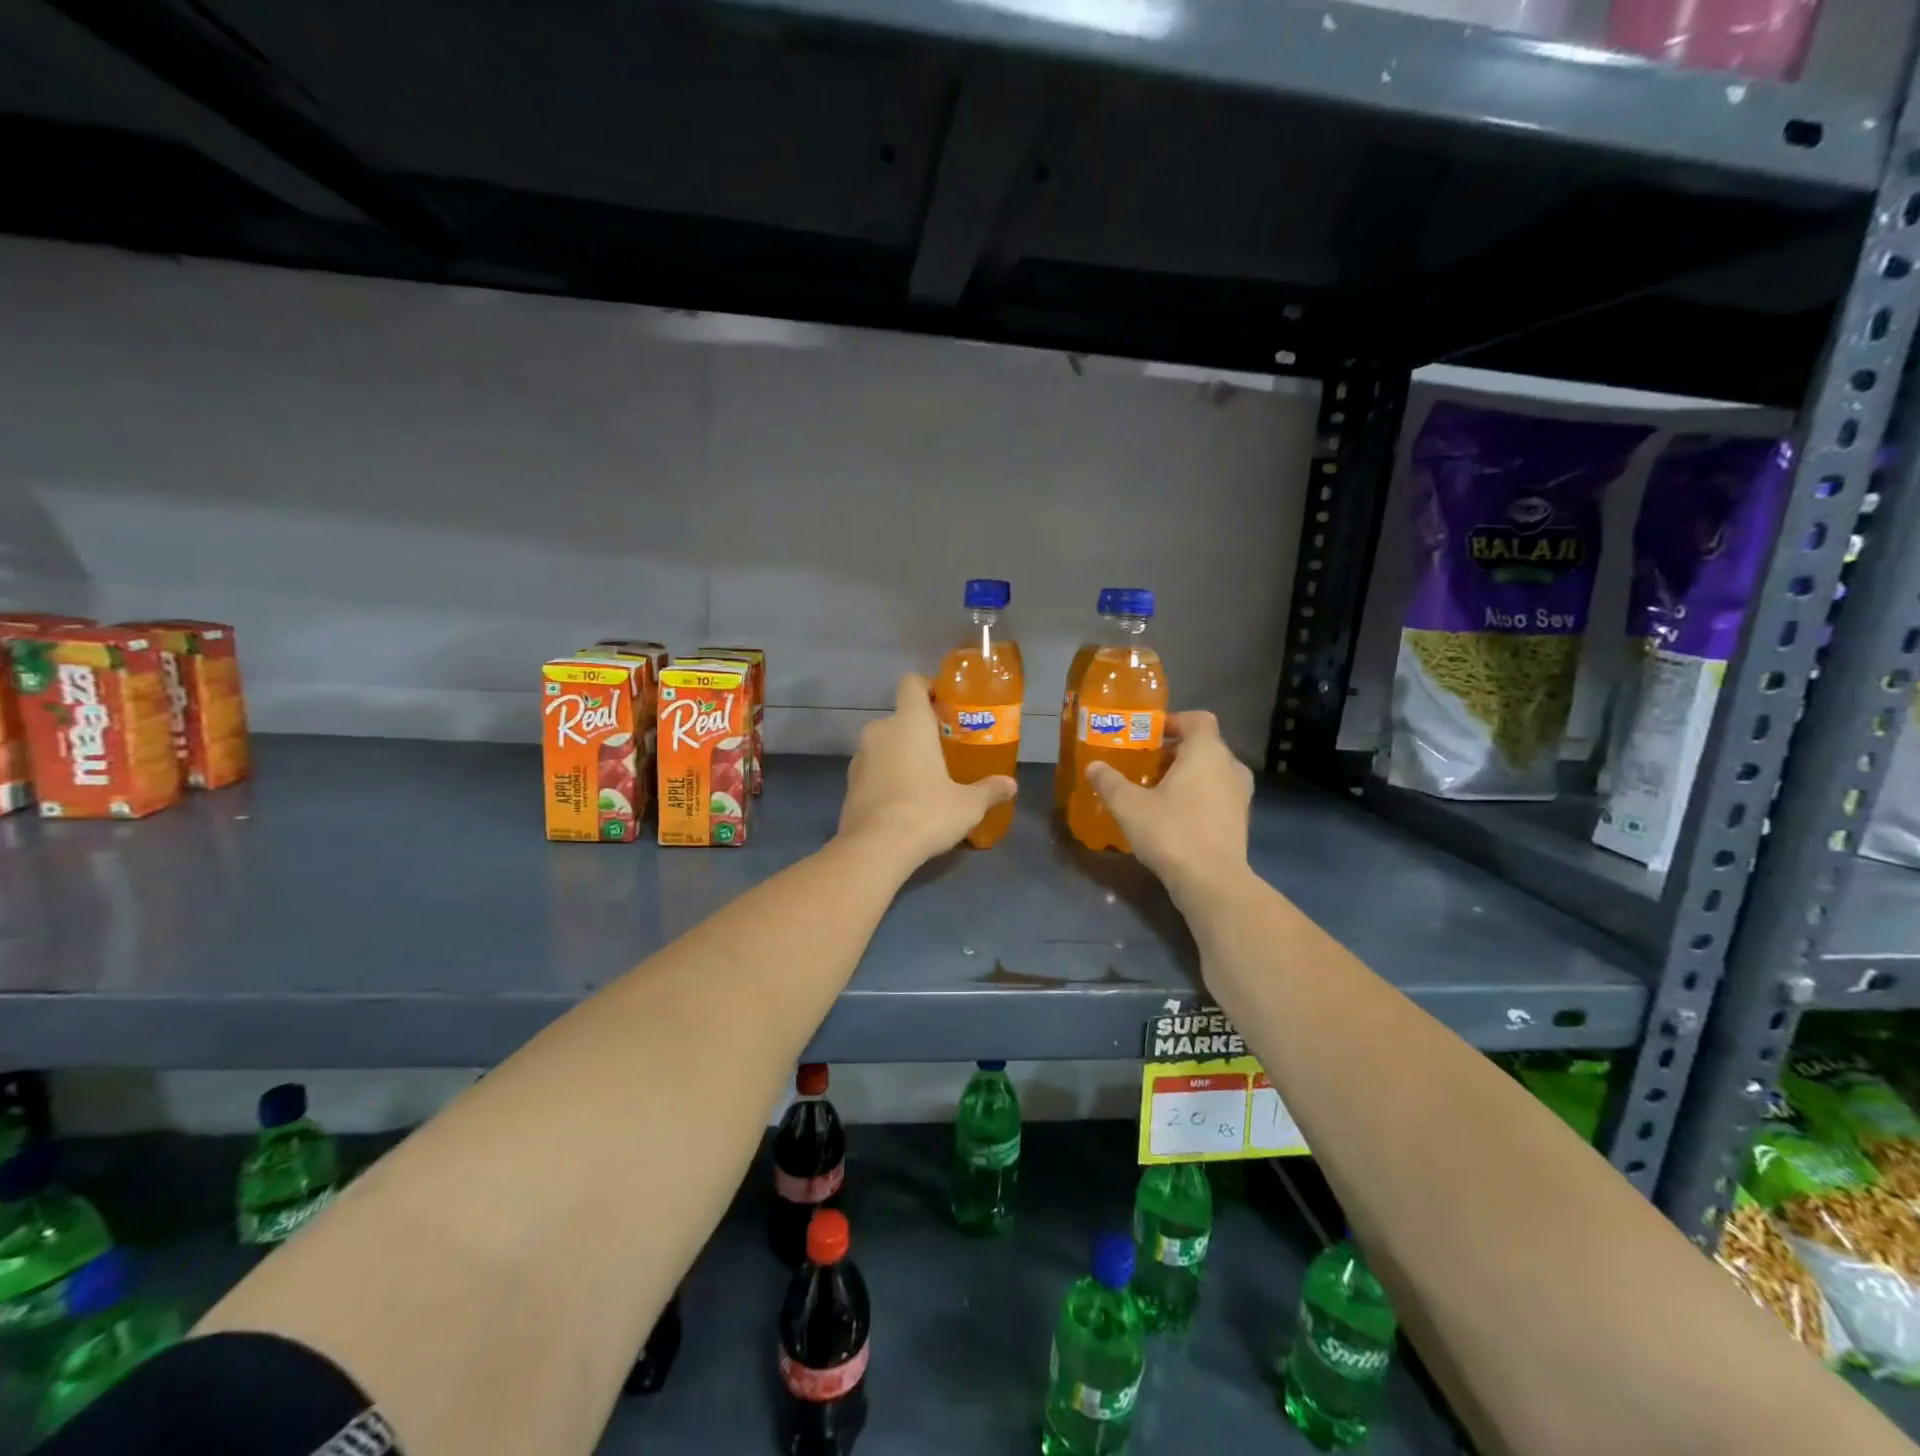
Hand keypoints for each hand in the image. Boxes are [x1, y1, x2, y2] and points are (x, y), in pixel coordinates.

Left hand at [838, 673, 1016, 866]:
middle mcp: (879, 731)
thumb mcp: (967, 805)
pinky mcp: (848, 784)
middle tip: (943, 752)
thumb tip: (1010, 785)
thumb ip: (988, 790)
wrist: (874, 849)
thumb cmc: (926, 812)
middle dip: (919, 731)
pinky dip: (886, 777)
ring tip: (924, 780)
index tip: (945, 707)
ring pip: (884, 745)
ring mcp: (859, 757)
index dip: (928, 688)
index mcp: (909, 723)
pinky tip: (903, 803)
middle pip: (900, 718)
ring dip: (901, 755)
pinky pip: (873, 769)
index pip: (911, 683)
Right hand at [1085, 711, 1252, 896]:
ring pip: (1212, 772)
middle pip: (1204, 745)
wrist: (1212, 882)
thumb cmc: (1172, 832)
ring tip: (1156, 790)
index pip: (1198, 719)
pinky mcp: (1240, 820)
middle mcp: (1230, 767)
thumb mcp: (1129, 805)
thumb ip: (1110, 782)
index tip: (1150, 733)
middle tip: (1144, 764)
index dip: (1174, 721)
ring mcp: (1240, 795)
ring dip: (1187, 775)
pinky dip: (1198, 796)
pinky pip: (1217, 795)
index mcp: (1206, 752)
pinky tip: (1173, 815)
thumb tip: (1093, 766)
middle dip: (1174, 751)